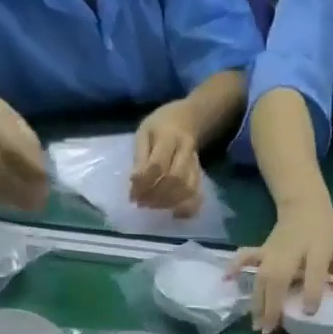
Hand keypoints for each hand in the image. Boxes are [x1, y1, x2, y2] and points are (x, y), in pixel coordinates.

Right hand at [0, 83, 50, 212]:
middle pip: (4, 158)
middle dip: (24, 182)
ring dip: (9, 193)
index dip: (34, 164)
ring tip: (25, 207)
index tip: (46, 181)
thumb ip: (12, 129)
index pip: (18, 138)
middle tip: (39, 202)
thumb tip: (40, 162)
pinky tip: (2, 203)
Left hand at [131, 102, 204, 216]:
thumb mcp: (143, 134)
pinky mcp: (200, 174)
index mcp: (168, 136)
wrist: (187, 120)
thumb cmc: (159, 127)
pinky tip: (174, 213)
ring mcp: (195, 163)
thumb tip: (134, 185)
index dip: (144, 183)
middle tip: (142, 203)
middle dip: (156, 195)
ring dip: (169, 203)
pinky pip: (197, 194)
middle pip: (175, 178)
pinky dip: (187, 208)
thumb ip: (139, 157)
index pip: (157, 164)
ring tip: (154, 207)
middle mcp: (185, 150)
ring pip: (187, 188)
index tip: (133, 194)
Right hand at [230, 198, 332, 333]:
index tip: (309, 312)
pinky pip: (246, 257)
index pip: (314, 273)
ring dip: (257, 301)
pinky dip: (235, 266)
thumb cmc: (325, 232)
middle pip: (279, 278)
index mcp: (318, 249)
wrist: (304, 204)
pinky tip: (226, 280)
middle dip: (273, 304)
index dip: (312, 293)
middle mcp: (292, 251)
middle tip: (270, 329)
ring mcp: (273, 251)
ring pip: (262, 276)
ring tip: (257, 325)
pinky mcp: (262, 250)